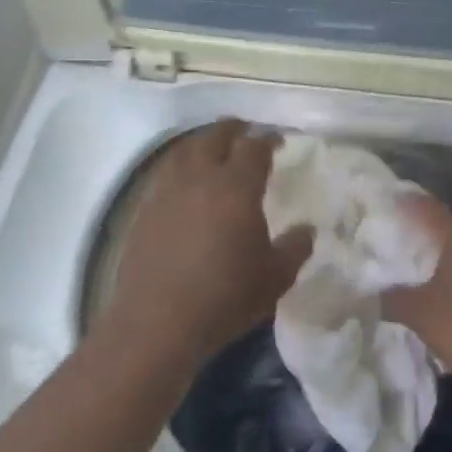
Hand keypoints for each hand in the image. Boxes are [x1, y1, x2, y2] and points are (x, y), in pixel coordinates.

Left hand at [100, 121, 311, 363]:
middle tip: (245, 130)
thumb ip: (295, 248)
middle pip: (214, 137)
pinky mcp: (144, 211)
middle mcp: (199, 178)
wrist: (158, 322)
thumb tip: (307, 229)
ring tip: (212, 147)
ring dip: (202, 142)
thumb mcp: (275, 278)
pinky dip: (179, 165)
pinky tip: (184, 181)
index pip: (254, 148)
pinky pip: (165, 173)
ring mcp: (166, 192)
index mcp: (236, 187)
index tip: (278, 141)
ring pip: (184, 151)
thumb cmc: (225, 297)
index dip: (268, 140)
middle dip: (233, 129)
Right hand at [382, 196, 451, 375]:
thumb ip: (391, 299)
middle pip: (445, 223)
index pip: (425, 206)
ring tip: (413, 256)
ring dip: (438, 249)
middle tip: (393, 231)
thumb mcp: (421, 313)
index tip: (382, 201)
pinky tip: (440, 281)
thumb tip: (368, 293)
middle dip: (420, 227)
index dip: (403, 202)